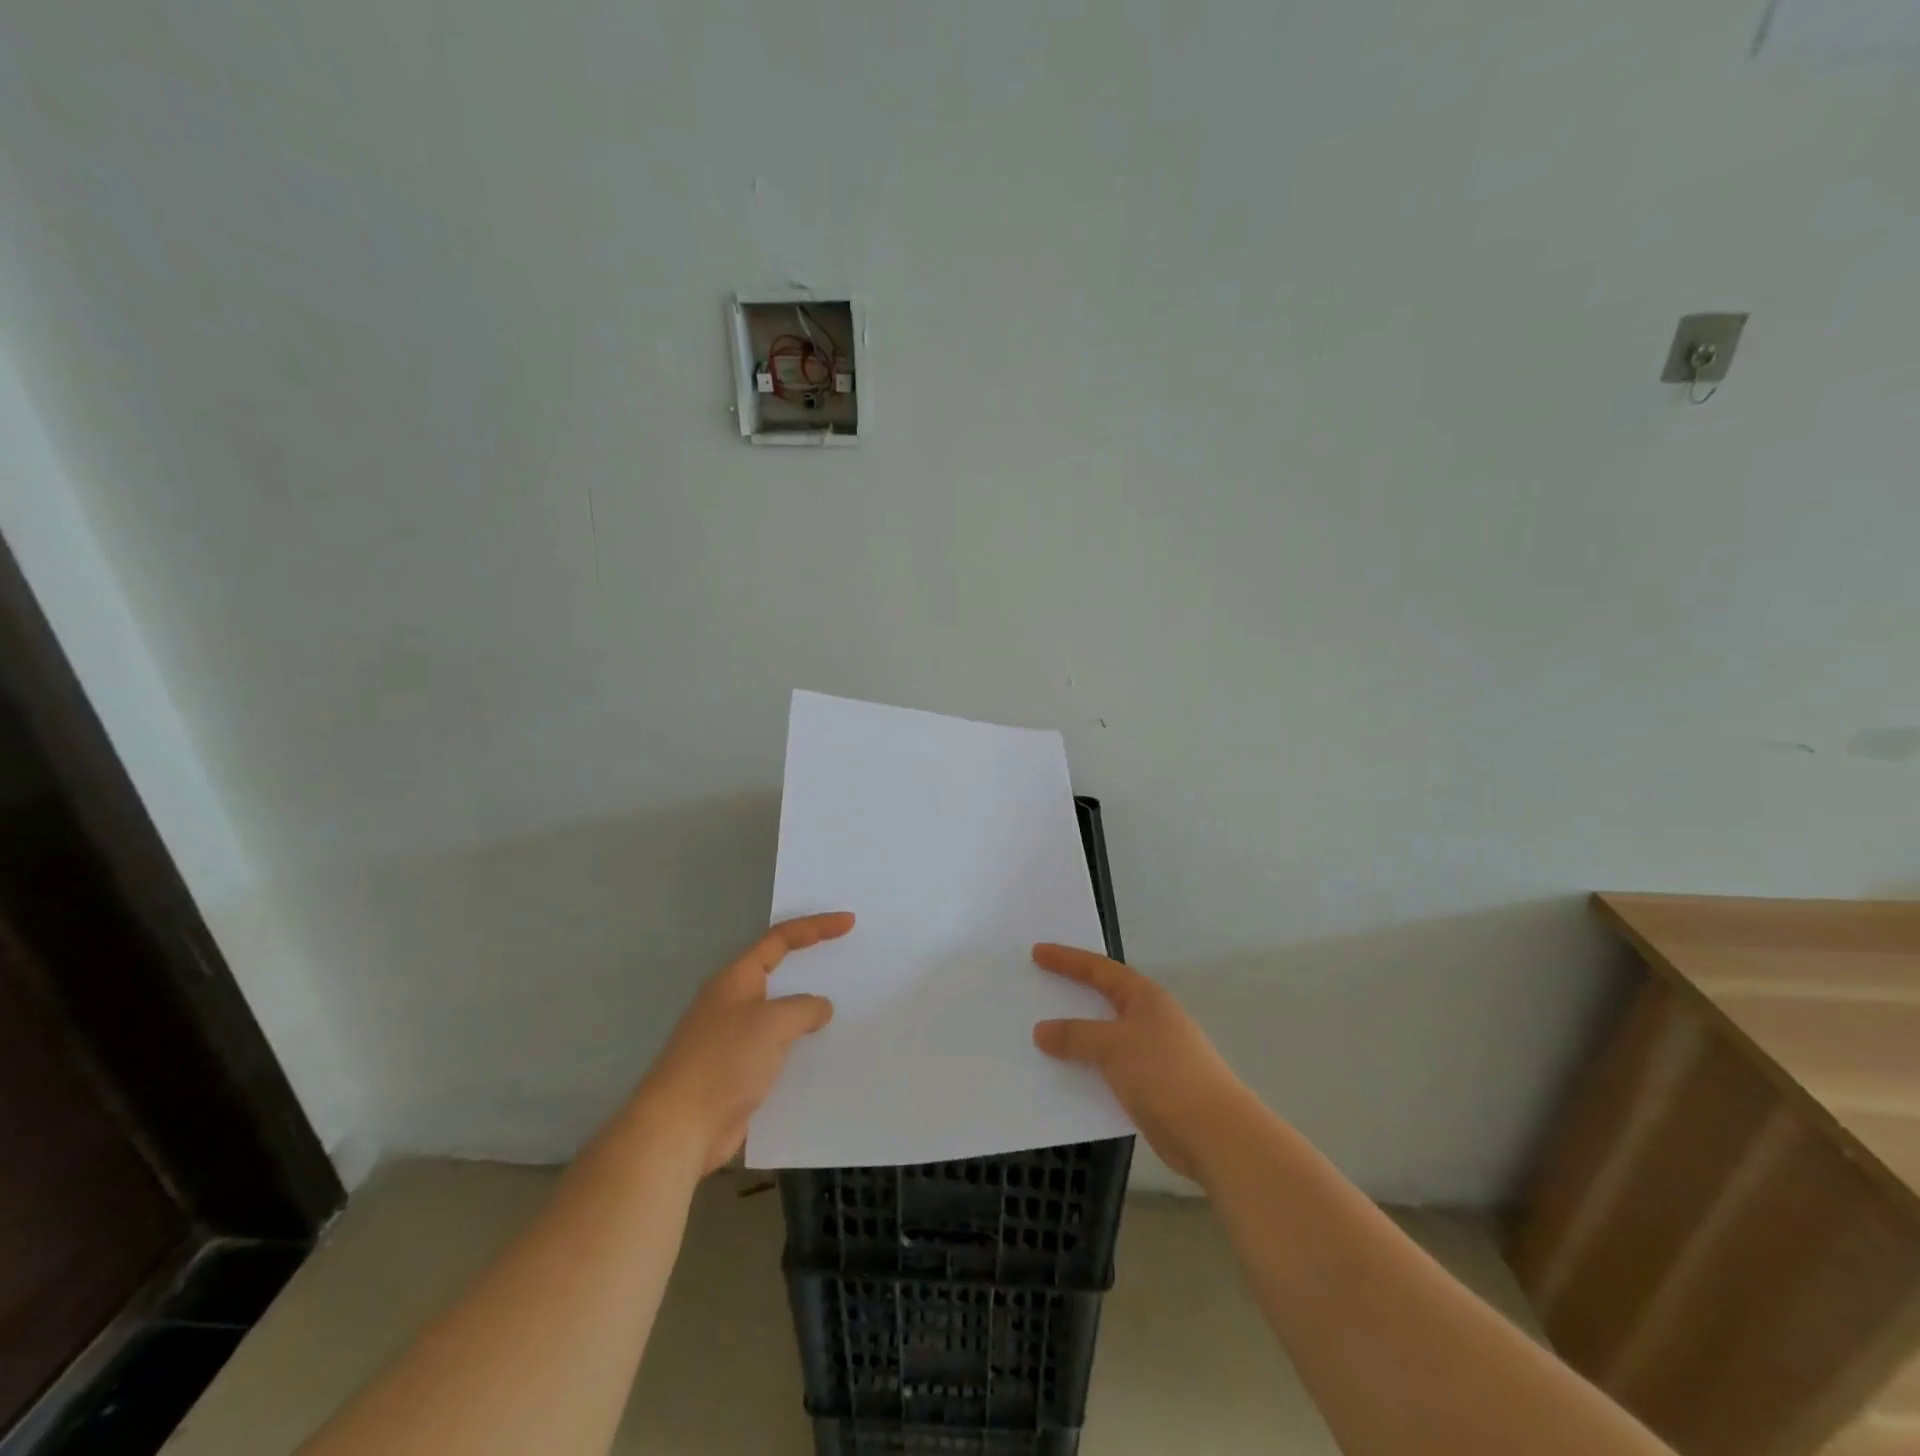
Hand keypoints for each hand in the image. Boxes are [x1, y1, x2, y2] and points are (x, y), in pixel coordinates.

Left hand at [636, 912, 853, 1173]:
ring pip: (779, 1013)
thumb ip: (803, 1008)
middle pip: (778, 972)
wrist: (678, 1129)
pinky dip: (800, 1046)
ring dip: (807, 1010)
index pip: (780, 939)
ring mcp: (733, 1038)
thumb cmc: (723, 1062)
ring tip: (846, 1007)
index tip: (848, 922)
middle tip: (848, 959)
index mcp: (736, 979)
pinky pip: (777, 1048)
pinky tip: (822, 1055)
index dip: (815, 927)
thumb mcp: (772, 1024)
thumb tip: (820, 1008)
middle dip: (811, 965)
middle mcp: (732, 1002)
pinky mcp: (737, 1073)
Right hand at [1032, 943, 1251, 1181]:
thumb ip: (1076, 1036)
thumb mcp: (1114, 1047)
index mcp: (1145, 997)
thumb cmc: (1165, 1075)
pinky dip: (1087, 1067)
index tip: (1037, 952)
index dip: (1067, 959)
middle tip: (1038, 986)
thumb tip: (1041, 1030)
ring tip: (1042, 1034)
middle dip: (1072, 993)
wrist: (1215, 1134)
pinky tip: (1066, 1075)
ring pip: (1105, 1035)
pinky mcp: (1151, 1085)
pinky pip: (1109, 1067)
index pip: (1099, 969)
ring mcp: (1152, 1052)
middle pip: (1103, 998)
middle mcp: (1150, 1018)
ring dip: (1077, 1035)